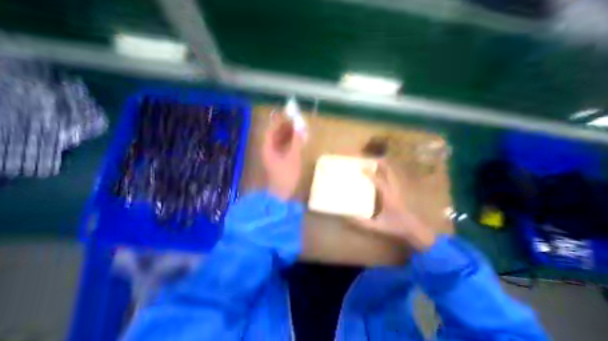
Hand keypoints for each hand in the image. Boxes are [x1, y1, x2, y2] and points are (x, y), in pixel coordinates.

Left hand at [261, 114, 303, 199]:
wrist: (282, 193)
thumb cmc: (286, 175)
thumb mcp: (293, 157)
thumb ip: (296, 141)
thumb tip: (300, 127)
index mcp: (268, 148)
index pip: (271, 130)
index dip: (278, 122)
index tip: (287, 115)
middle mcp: (268, 150)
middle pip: (275, 135)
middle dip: (285, 128)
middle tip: (296, 121)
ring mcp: (273, 156)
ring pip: (280, 141)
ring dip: (288, 135)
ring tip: (298, 129)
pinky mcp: (278, 161)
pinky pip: (283, 148)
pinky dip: (290, 143)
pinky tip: (298, 140)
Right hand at [352, 158, 436, 250]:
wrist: (416, 228)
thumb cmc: (397, 226)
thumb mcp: (378, 226)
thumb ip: (363, 222)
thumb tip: (348, 218)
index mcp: (388, 196)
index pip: (378, 181)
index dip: (370, 174)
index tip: (361, 169)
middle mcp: (394, 189)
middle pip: (389, 170)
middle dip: (380, 162)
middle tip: (369, 158)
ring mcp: (399, 188)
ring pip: (393, 171)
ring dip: (384, 165)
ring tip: (375, 161)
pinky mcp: (400, 189)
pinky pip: (394, 176)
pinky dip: (388, 171)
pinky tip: (383, 171)